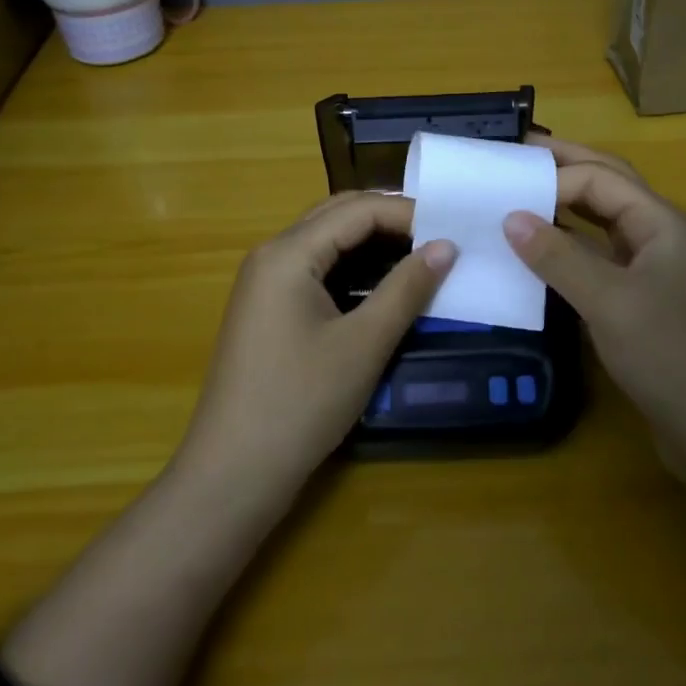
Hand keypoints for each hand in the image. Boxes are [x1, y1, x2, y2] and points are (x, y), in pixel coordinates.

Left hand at [178, 192, 455, 497]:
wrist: (232, 475)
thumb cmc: (300, 404)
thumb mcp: (363, 345)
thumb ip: (406, 289)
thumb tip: (446, 246)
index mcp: (288, 253)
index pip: (358, 210)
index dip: (408, 213)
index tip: (454, 230)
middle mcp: (270, 254)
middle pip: (338, 215)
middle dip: (390, 219)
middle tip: (440, 236)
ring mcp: (264, 282)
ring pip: (326, 241)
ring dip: (371, 241)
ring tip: (420, 254)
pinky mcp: (266, 308)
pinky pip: (315, 268)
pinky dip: (352, 267)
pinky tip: (382, 284)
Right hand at [503, 139, 685, 470]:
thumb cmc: (673, 356)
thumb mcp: (610, 303)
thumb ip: (559, 258)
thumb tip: (511, 217)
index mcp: (661, 224)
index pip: (601, 179)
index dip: (555, 179)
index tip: (506, 193)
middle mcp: (660, 238)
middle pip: (608, 188)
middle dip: (566, 168)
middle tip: (516, 155)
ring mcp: (654, 272)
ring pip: (604, 225)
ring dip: (568, 208)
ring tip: (523, 197)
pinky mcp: (644, 305)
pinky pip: (601, 262)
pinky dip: (571, 251)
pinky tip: (542, 258)